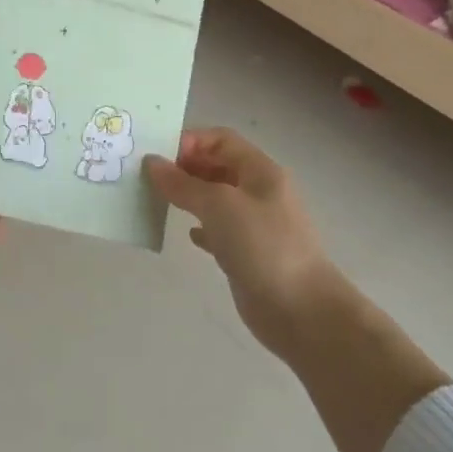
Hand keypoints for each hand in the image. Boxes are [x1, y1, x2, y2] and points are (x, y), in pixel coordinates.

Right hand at [143, 128, 342, 358]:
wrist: (302, 311)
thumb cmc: (263, 246)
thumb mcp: (219, 206)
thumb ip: (183, 184)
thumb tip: (152, 162)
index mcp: (260, 170)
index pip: (221, 140)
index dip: (191, 141)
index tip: (158, 156)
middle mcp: (259, 191)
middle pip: (218, 166)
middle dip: (186, 167)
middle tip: (149, 179)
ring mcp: (255, 224)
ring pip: (216, 199)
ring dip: (190, 197)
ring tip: (158, 202)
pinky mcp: (249, 253)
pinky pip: (220, 230)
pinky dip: (202, 228)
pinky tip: (189, 236)